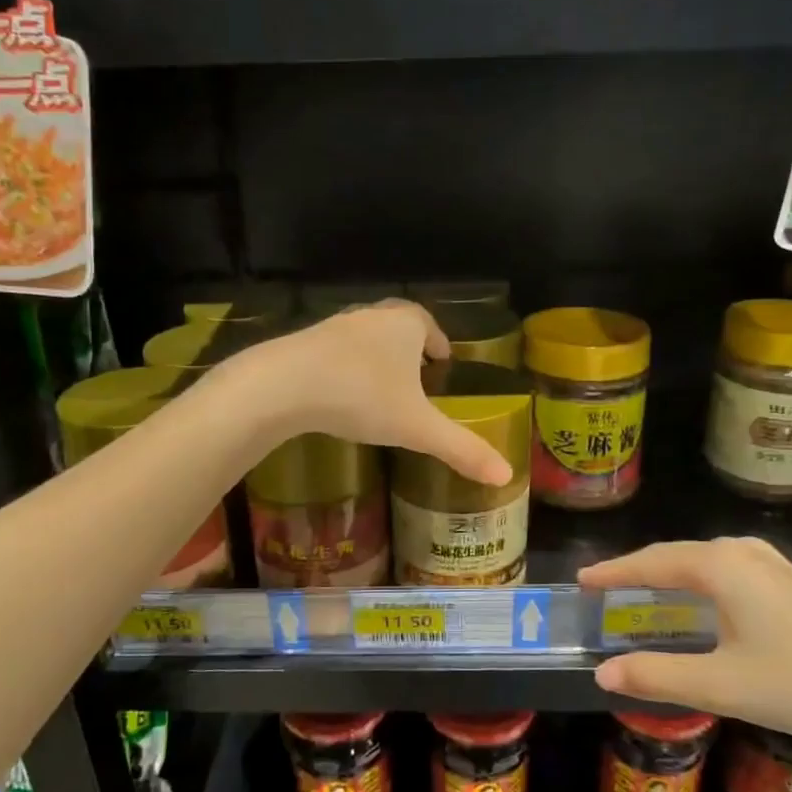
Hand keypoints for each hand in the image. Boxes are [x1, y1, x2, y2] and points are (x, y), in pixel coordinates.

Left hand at [232, 301, 511, 486]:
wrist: (285, 384)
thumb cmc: (363, 397)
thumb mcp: (417, 428)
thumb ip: (461, 449)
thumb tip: (506, 474)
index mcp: (405, 325)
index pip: (427, 324)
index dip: (437, 340)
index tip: (441, 358)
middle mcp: (371, 317)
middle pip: (395, 325)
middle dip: (407, 346)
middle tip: (415, 370)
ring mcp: (333, 327)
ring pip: (363, 337)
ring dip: (373, 355)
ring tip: (379, 385)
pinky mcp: (302, 344)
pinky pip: (332, 352)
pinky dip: (342, 367)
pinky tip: (339, 392)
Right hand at [583, 538, 791, 760]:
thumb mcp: (722, 686)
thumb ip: (657, 676)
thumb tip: (602, 673)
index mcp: (719, 567)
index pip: (650, 563)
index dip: (613, 572)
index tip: (581, 579)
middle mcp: (742, 553)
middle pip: (676, 555)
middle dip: (638, 569)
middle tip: (605, 586)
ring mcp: (772, 564)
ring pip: (704, 560)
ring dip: (670, 572)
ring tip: (645, 588)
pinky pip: (728, 568)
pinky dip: (700, 578)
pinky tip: (707, 596)